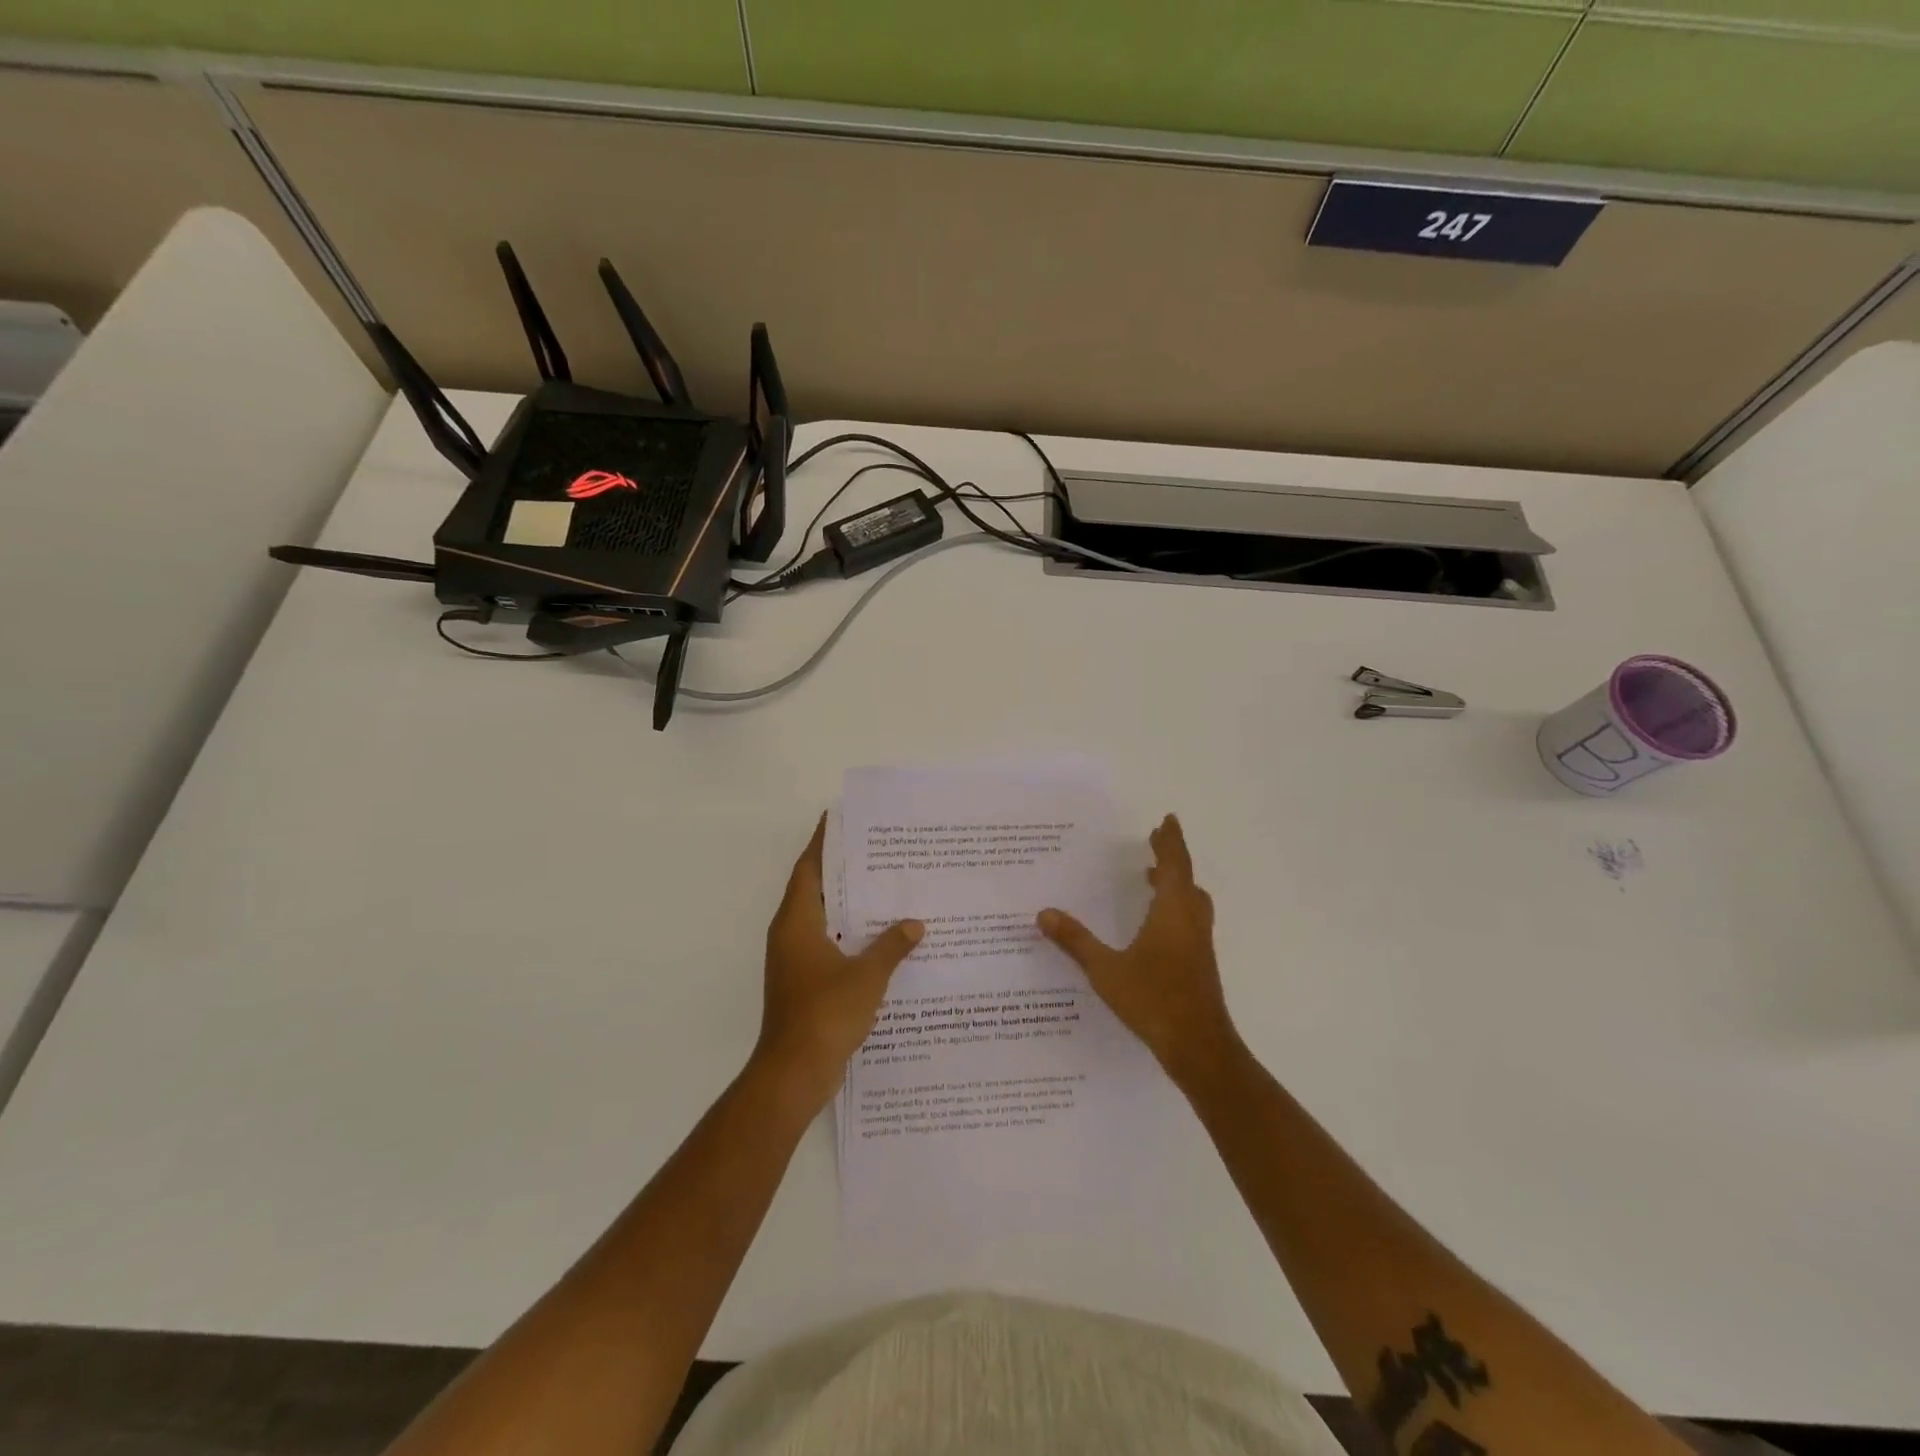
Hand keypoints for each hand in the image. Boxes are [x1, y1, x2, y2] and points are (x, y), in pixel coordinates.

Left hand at [753, 815, 922, 1110]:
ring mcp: (795, 961)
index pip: (808, 869)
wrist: (794, 1073)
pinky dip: (850, 935)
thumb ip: (892, 945)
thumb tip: (914, 923)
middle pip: (815, 890)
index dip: (823, 843)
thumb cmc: (826, 1013)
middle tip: (876, 851)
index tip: (839, 819)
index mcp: (797, 923)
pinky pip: (828, 945)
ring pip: (822, 920)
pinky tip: (881, 938)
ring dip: (848, 905)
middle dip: (842, 870)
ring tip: (885, 888)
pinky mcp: (804, 983)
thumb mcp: (867, 975)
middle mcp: (790, 935)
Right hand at [1038, 813, 1241, 1089]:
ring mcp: (1199, 943)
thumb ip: (1075, 941)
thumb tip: (1044, 914)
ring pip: (1192, 900)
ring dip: (1175, 882)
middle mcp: (1190, 921)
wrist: (1199, 1046)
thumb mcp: (1105, 970)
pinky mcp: (1200, 962)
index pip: (1174, 864)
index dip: (1170, 841)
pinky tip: (1155, 925)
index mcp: (1173, 912)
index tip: (1167, 820)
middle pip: (1186, 878)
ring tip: (1152, 878)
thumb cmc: (1153, 1000)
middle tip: (1155, 842)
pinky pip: (1190, 919)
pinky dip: (1176, 906)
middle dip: (1171, 858)